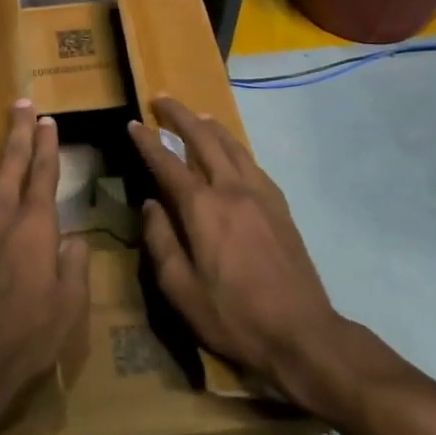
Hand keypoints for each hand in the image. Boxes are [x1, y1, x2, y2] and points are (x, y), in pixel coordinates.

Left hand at [0, 99, 89, 434]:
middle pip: (9, 157)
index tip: (48, 121)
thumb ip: (75, 266)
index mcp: (34, 225)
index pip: (44, 172)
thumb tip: (72, 238)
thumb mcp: (69, 309)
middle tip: (21, 102)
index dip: (48, 144)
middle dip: (18, 127)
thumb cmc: (22, 339)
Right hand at [128, 96, 353, 418]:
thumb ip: (160, 241)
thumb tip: (150, 205)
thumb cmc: (233, 316)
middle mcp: (231, 190)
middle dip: (180, 116)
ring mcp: (260, 195)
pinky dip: (236, 147)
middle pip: (203, 139)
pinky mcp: (280, 207)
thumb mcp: (180, 290)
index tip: (133, 123)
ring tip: (196, 115)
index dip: (147, 141)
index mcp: (202, 208)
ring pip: (233, 146)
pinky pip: (253, 163)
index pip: (167, 163)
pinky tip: (233, 152)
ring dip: (210, 126)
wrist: (302, 335)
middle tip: (162, 99)